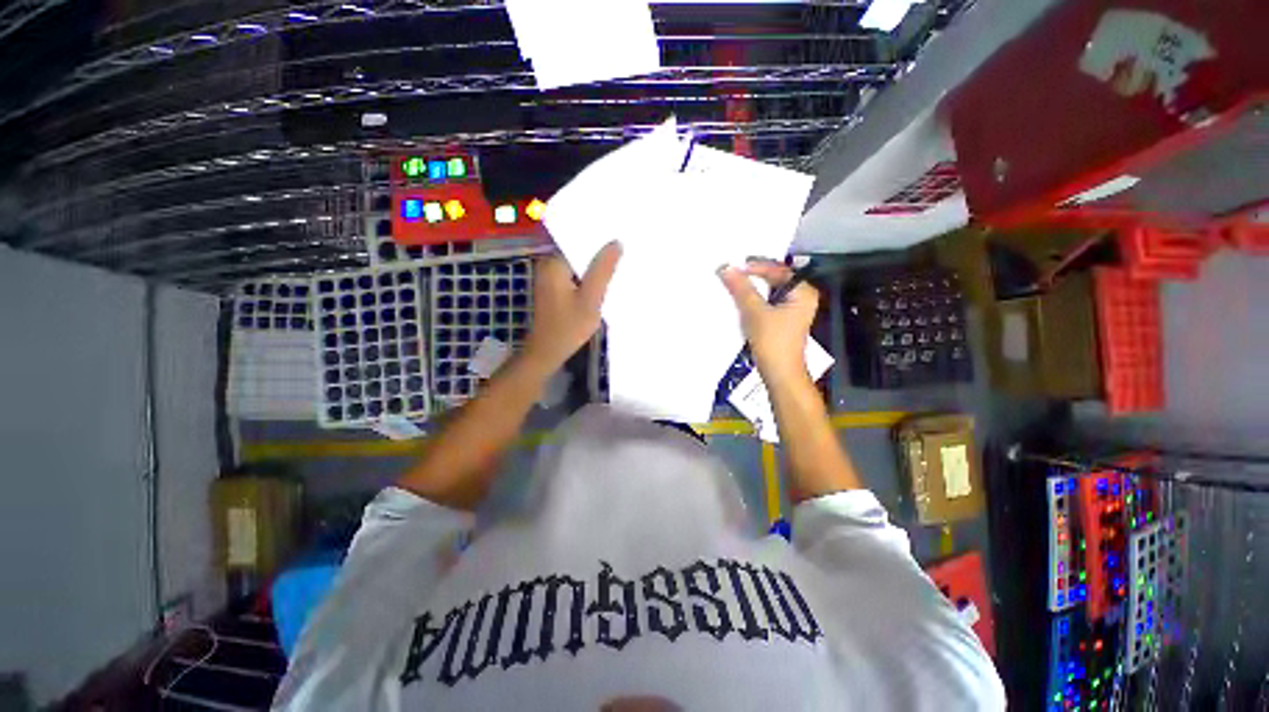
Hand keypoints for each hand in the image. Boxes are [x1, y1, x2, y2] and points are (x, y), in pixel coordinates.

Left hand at [524, 241, 621, 372]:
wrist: (547, 352)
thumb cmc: (568, 327)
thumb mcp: (590, 299)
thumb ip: (602, 270)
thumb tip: (616, 242)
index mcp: (555, 262)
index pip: (581, 241)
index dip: (602, 241)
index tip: (622, 241)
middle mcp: (549, 265)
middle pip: (580, 252)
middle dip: (600, 255)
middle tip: (625, 254)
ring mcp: (551, 277)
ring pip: (579, 266)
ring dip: (595, 269)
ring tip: (619, 267)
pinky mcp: (554, 289)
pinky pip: (576, 277)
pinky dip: (588, 279)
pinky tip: (604, 283)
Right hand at [719, 259, 818, 380]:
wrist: (780, 374)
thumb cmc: (773, 342)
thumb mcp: (755, 313)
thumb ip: (741, 289)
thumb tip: (726, 268)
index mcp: (802, 292)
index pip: (777, 270)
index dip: (754, 267)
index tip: (732, 267)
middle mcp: (801, 297)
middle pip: (774, 279)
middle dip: (752, 277)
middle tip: (730, 273)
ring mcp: (792, 310)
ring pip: (768, 292)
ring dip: (751, 290)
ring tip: (732, 285)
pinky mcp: (782, 321)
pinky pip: (767, 303)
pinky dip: (753, 301)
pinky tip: (739, 302)